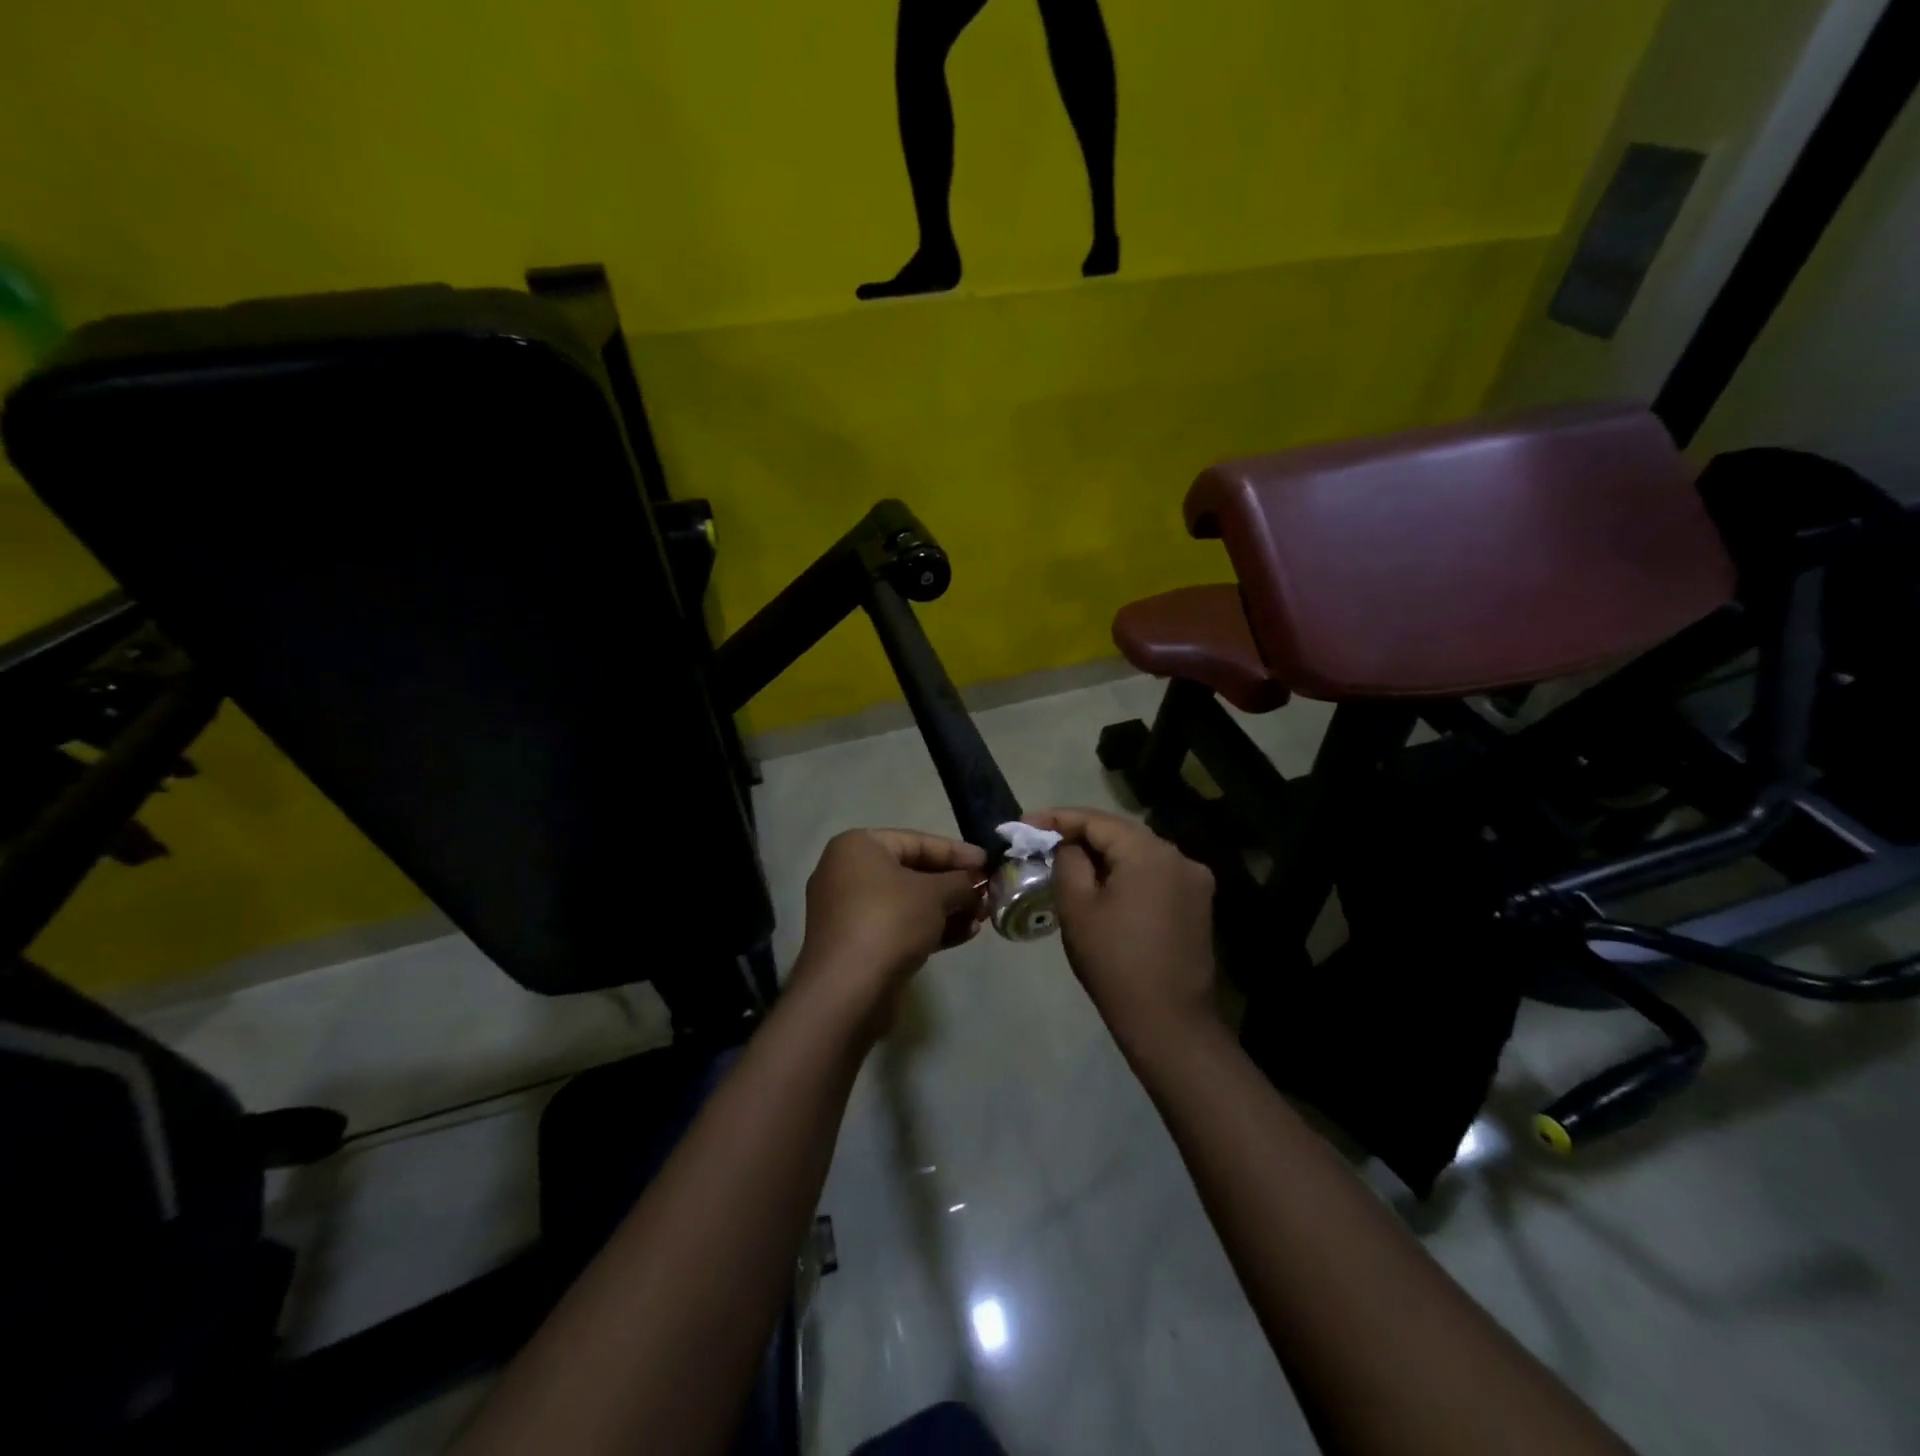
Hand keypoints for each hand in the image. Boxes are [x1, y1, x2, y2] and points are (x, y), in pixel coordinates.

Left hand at [793, 829, 985, 1029]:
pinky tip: (965, 935)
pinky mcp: (857, 944)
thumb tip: (975, 884)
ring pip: (908, 902)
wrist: (847, 990)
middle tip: (988, 893)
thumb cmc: (890, 922)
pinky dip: (929, 928)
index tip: (988, 863)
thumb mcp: (935, 894)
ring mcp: (849, 911)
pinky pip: (898, 926)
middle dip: (954, 885)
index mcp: (858, 847)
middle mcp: (847, 873)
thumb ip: (960, 883)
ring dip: (947, 909)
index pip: (917, 841)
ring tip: (982, 917)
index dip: (957, 852)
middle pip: (912, 872)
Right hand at [1029, 808, 1218, 1052]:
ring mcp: (1194, 880)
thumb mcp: (1077, 906)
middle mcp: (1178, 856)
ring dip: (1104, 854)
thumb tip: (1069, 846)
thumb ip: (1068, 861)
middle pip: (1120, 833)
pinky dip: (1126, 873)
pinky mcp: (1197, 904)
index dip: (1057, 819)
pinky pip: (1154, 875)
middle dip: (1080, 834)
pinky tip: (1103, 884)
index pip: (1096, 820)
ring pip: (1139, 853)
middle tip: (1042, 841)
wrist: (1168, 1022)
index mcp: (1149, 852)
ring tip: (1067, 860)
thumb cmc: (1114, 962)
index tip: (1024, 825)